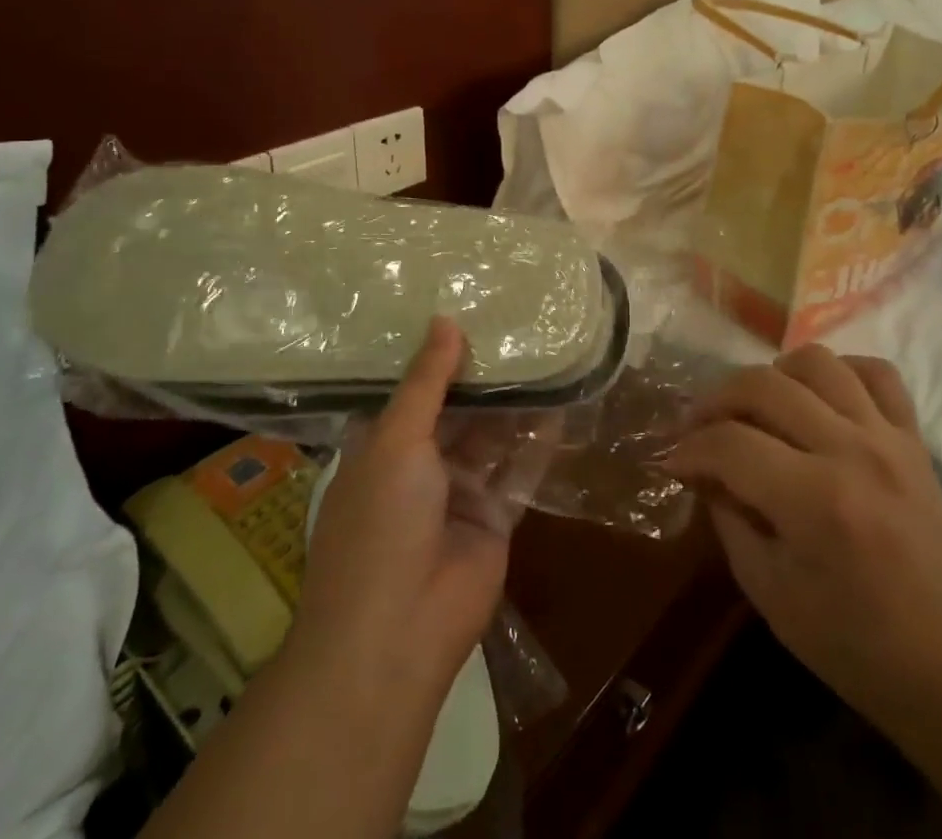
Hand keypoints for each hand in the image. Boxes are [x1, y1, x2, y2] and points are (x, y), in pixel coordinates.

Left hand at [291, 316, 513, 703]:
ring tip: (544, 352)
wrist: (397, 633)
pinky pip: (519, 469)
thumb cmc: (380, 522)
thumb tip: (445, 320)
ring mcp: (459, 493)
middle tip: (516, 323)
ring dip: (513, 402)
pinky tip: (561, 400)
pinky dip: (538, 439)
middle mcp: (420, 466)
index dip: (436, 355)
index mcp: (382, 447)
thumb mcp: (396, 439)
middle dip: (482, 375)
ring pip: (491, 436)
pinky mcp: (496, 517)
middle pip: (456, 410)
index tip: (465, 308)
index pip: (411, 391)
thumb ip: (427, 381)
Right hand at [666, 346, 941, 729]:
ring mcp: (888, 437)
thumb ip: (727, 517)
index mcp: (816, 502)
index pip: (730, 444)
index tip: (672, 460)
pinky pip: (876, 372)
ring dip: (774, 374)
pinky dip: (840, 372)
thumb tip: (699, 467)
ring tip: (758, 406)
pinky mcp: (913, 437)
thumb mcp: (768, 590)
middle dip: (716, 400)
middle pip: (765, 385)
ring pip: (817, 362)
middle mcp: (853, 452)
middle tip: (699, 426)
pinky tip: (818, 398)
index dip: (689, 448)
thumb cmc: (850, 641)